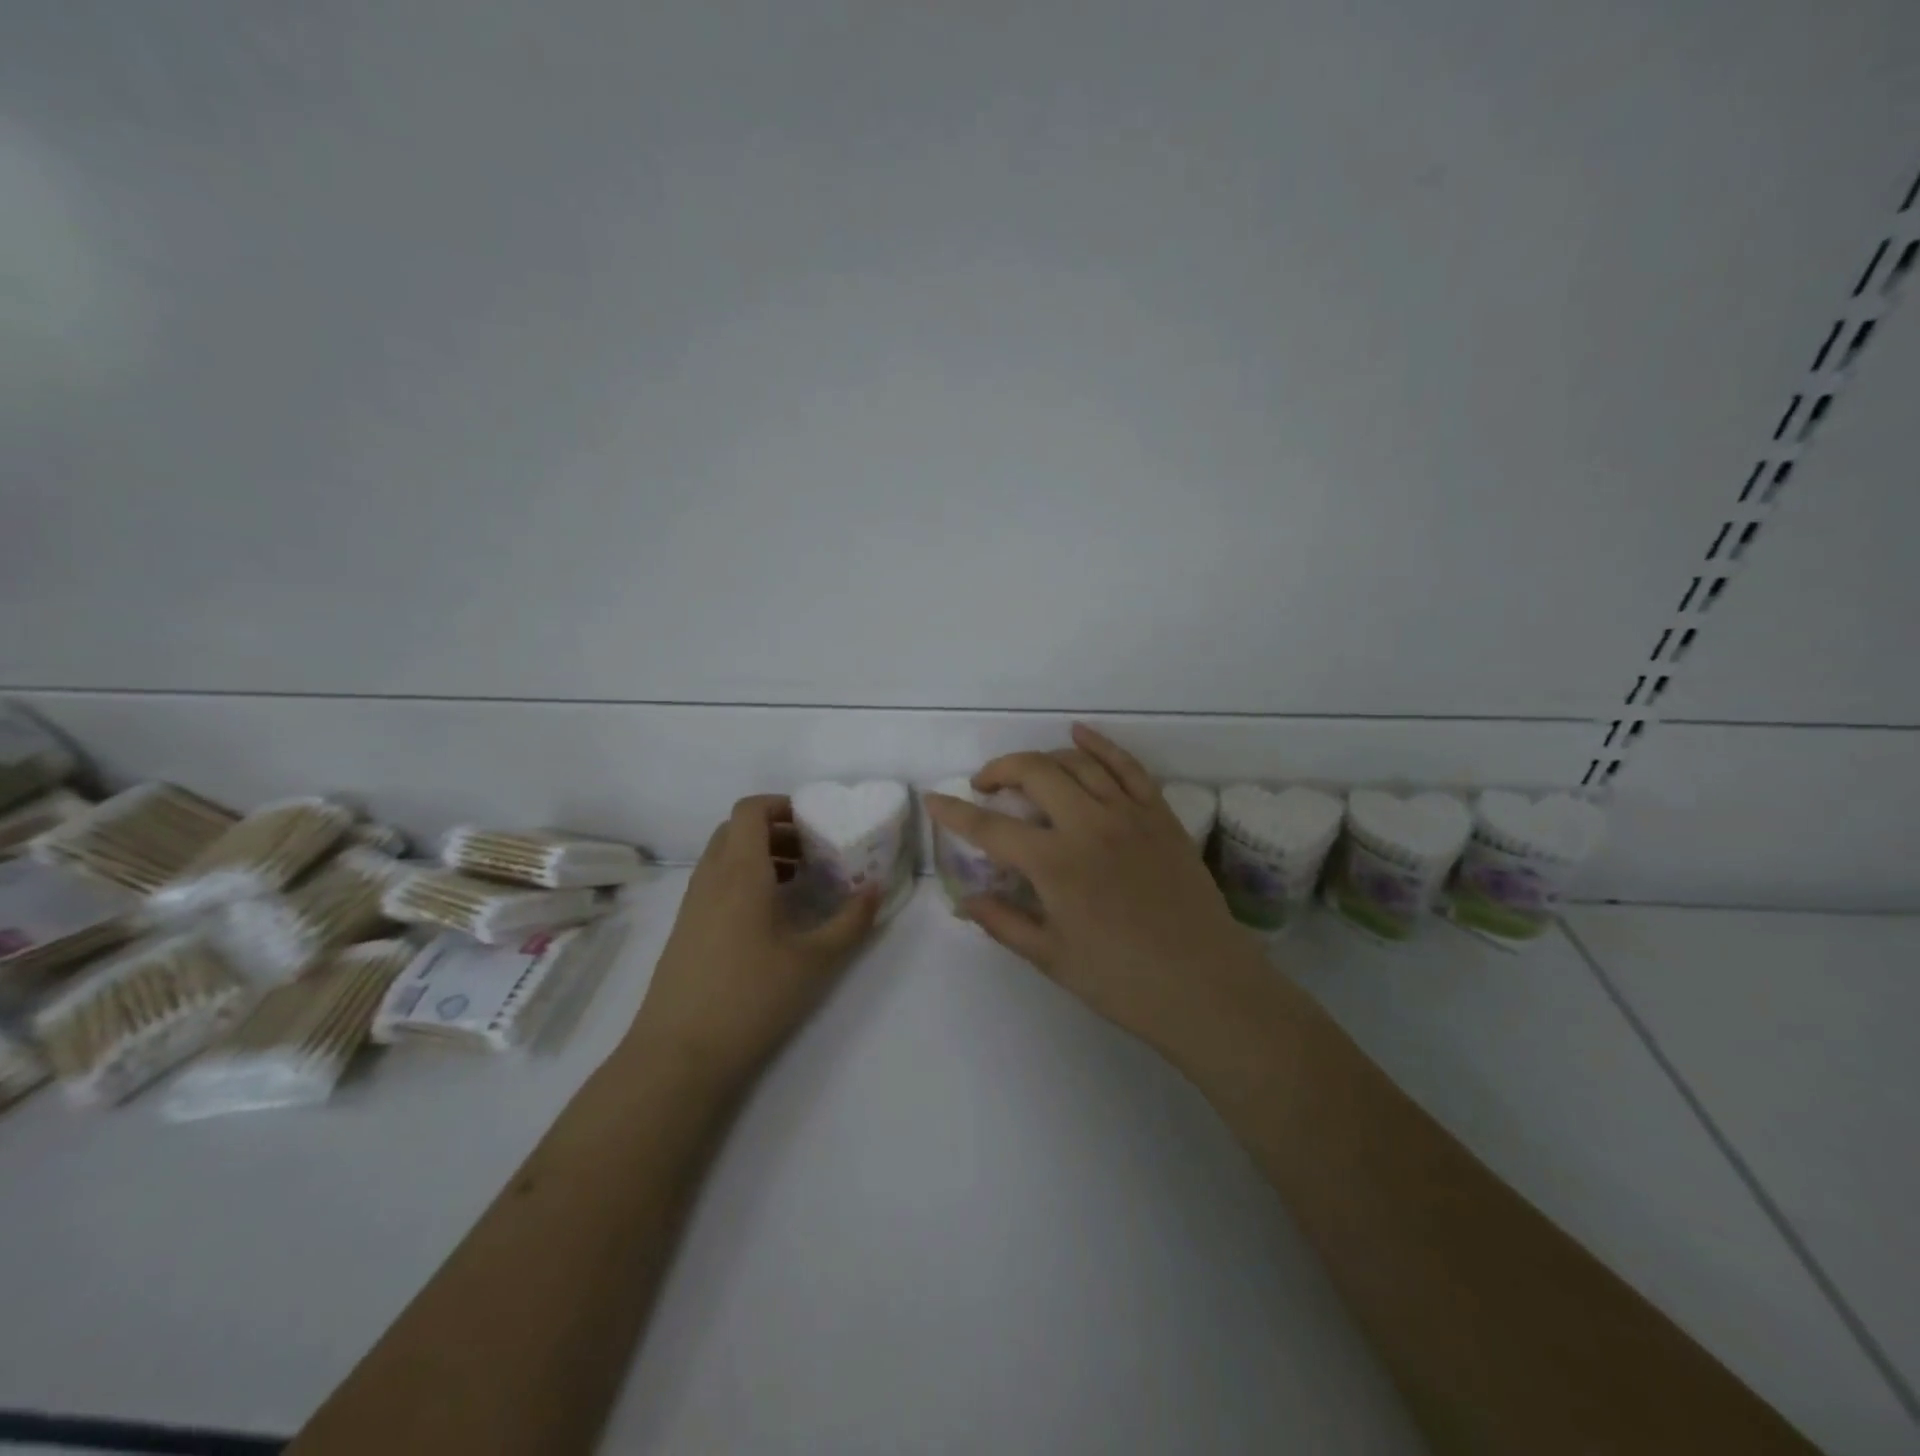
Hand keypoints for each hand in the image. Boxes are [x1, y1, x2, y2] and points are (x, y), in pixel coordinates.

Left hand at [627, 795, 878, 1092]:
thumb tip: (876, 889)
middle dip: (775, 830)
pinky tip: (771, 916)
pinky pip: (715, 883)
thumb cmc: (752, 997)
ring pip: (723, 857)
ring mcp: (692, 905)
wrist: (679, 1055)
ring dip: (759, 855)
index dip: (781, 804)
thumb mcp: (815, 960)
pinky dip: (743, 880)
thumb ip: (852, 921)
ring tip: (799, 882)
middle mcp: (710, 878)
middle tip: (812, 850)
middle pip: (736, 830)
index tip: (814, 821)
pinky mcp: (685, 930)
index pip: (749, 810)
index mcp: (740, 872)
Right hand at [924, 725, 1270, 1064]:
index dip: (954, 813)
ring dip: (1043, 759)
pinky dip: (1101, 745)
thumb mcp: (1052, 957)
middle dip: (999, 771)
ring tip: (1026, 773)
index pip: (990, 829)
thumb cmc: (1123, 982)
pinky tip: (1080, 734)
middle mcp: (1088, 825)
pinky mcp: (1160, 815)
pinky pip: (1127, 766)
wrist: (1207, 987)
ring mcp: (1128, 814)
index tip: (933, 799)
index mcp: (1055, 864)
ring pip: (1077, 763)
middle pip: (1033, 773)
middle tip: (984, 786)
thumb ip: (1004, 922)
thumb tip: (965, 900)